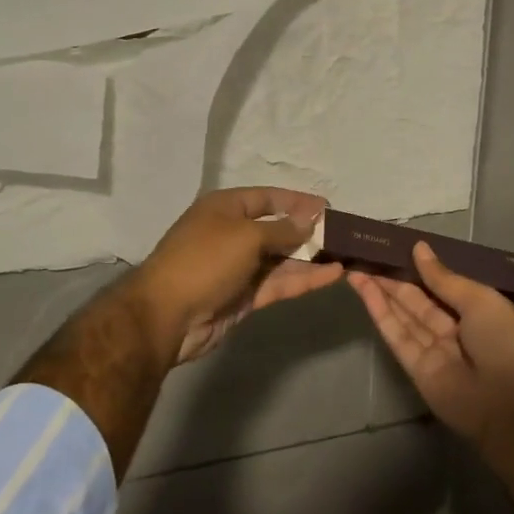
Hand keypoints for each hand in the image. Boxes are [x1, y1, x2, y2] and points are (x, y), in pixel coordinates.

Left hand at [133, 187, 344, 364]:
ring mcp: (238, 267)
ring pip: (281, 259)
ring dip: (311, 258)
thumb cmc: (204, 261)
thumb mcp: (246, 236)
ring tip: (346, 255)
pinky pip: (279, 282)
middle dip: (308, 232)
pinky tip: (332, 275)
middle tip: (343, 235)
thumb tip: (308, 222)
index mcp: (225, 209)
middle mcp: (232, 234)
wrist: (167, 316)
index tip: (327, 206)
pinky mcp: (245, 296)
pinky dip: (303, 279)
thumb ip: (282, 229)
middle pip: (277, 229)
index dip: (297, 201)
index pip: (267, 198)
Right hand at [350, 242, 513, 452]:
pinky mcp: (417, 370)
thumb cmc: (505, 341)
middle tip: (365, 257)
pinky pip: (398, 337)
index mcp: (476, 311)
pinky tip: (365, 292)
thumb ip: (443, 278)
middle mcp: (454, 330)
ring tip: (356, 270)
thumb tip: (419, 248)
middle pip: (417, 301)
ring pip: (403, 317)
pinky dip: (381, 314)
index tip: (392, 250)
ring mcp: (434, 351)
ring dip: (380, 294)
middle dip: (393, 281)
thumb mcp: (478, 300)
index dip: (417, 270)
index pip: (440, 286)